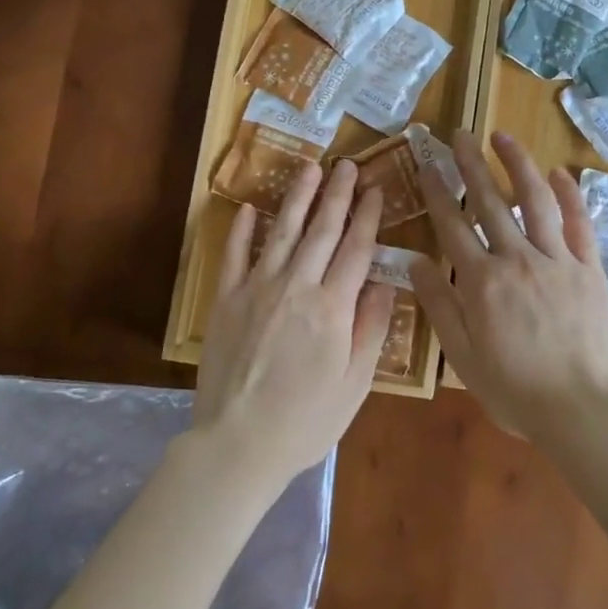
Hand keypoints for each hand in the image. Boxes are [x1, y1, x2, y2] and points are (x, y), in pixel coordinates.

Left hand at [194, 161, 393, 491]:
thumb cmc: (306, 421)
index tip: (376, 189)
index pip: (356, 249)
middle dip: (337, 195)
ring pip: (282, 233)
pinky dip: (241, 230)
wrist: (238, 444)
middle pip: (322, 230)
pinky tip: (249, 208)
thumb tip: (382, 283)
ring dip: (297, 198)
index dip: (368, 216)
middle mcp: (296, 287)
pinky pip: (233, 256)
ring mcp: (256, 290)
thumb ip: (371, 328)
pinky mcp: (225, 301)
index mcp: (332, 308)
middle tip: (346, 164)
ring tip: (309, 169)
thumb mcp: (355, 383)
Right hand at [409, 131, 607, 440]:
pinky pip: (579, 223)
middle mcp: (517, 259)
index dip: (438, 192)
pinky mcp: (589, 268)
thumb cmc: (514, 390)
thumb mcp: (463, 356)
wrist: (580, 409)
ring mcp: (557, 259)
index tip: (428, 164)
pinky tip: (559, 172)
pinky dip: (570, 195)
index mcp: (481, 282)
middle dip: (471, 165)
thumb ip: (439, 306)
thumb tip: (415, 262)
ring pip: (535, 201)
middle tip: (460, 135)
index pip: (453, 226)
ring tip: (503, 137)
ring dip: (518, 164)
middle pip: (490, 202)